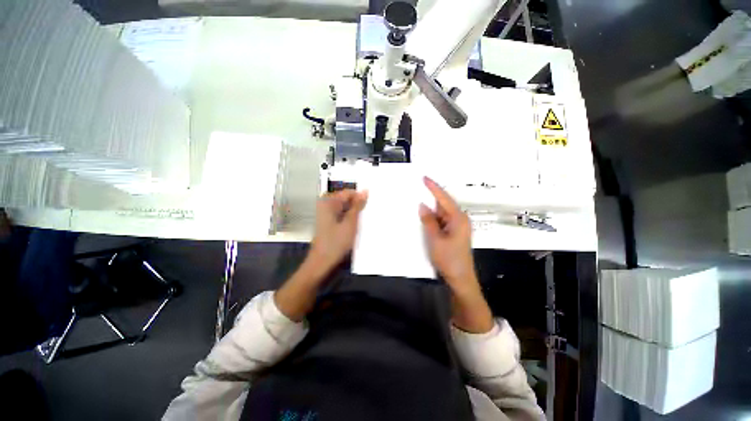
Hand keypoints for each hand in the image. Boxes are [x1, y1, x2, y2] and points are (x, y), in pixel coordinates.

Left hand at [308, 189, 367, 275]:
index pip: (348, 192)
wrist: (322, 262)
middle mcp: (325, 204)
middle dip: (357, 205)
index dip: (360, 197)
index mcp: (328, 201)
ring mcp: (325, 213)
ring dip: (353, 212)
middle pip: (346, 199)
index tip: (370, 206)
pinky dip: (348, 218)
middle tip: (367, 214)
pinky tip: (355, 226)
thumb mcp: (351, 222)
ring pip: (344, 207)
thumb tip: (365, 191)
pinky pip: (341, 214)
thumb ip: (358, 206)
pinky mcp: (328, 221)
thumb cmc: (336, 242)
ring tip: (362, 221)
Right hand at [419, 177, 492, 332]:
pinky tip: (424, 216)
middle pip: (443, 204)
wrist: (460, 279)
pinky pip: (441, 220)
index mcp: (458, 218)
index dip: (434, 188)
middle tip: (418, 187)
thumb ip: (429, 221)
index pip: (444, 199)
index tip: (424, 178)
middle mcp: (459, 219)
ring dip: (431, 208)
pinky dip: (432, 217)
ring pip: (441, 212)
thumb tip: (422, 206)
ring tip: (417, 199)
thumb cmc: (449, 259)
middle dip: (431, 196)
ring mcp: (456, 226)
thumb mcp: (435, 239)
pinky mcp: (453, 232)